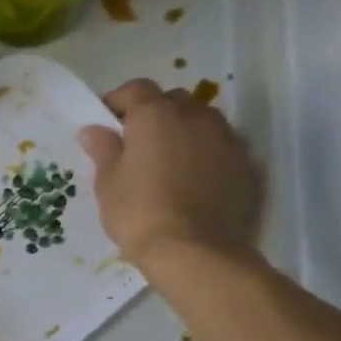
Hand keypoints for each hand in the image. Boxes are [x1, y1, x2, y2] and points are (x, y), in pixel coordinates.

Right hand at [80, 79, 263, 267]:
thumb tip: (94, 130)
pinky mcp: (246, 163)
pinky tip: (193, 182)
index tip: (105, 123)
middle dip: (154, 114)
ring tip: (167, 164)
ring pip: (201, 122)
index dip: (118, 102)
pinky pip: (220, 147)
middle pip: (172, 101)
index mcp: (156, 114)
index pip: (135, 89)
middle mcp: (195, 115)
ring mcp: (226, 137)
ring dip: (183, 133)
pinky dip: (205, 155)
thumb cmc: (139, 213)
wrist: (195, 251)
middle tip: (136, 144)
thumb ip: (103, 150)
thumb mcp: (108, 184)